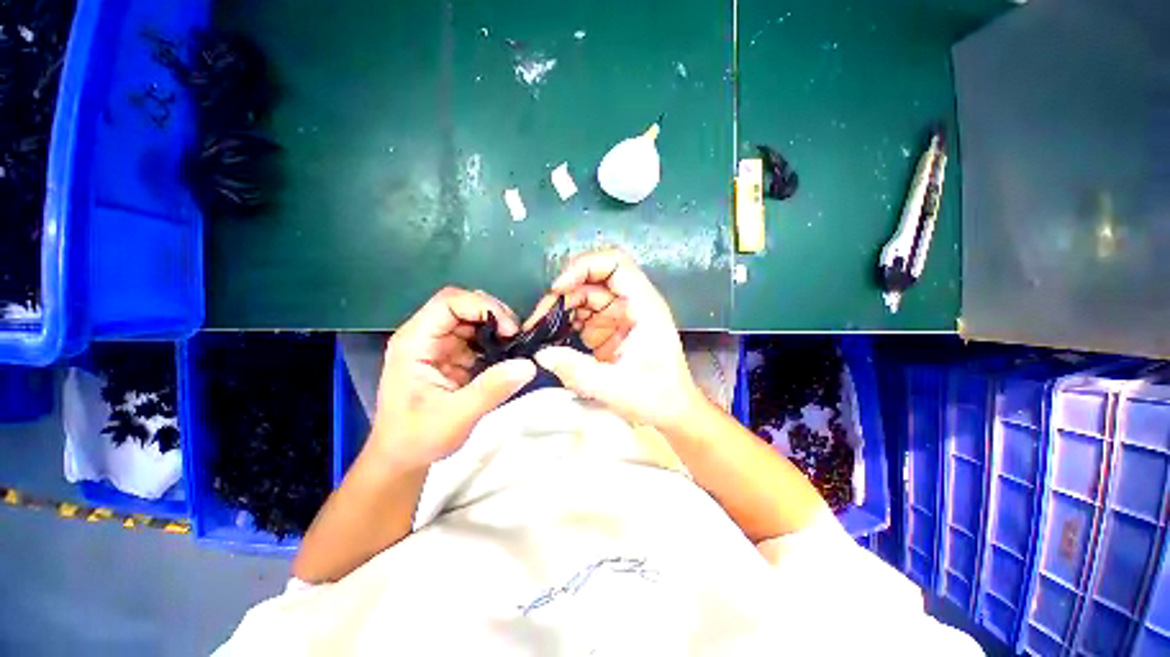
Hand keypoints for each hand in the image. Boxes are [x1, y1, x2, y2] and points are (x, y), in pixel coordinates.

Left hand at [371, 288, 536, 469]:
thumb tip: (528, 365)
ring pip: (473, 320)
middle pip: (463, 305)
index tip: (510, 330)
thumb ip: (491, 389)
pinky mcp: (451, 356)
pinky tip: (508, 356)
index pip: (448, 302)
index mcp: (415, 342)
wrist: (402, 458)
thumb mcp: (456, 417)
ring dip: (498, 328)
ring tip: (516, 346)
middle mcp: (425, 336)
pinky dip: (496, 343)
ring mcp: (438, 346)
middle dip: (495, 316)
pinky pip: (477, 338)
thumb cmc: (418, 438)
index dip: (483, 306)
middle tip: (518, 337)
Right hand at [533, 249, 702, 429]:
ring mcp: (619, 314)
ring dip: (561, 306)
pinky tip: (552, 335)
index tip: (559, 289)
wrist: (671, 410)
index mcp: (644, 307)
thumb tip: (541, 354)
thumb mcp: (616, 388)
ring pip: (585, 293)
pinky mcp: (609, 327)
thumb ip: (577, 371)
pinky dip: (565, 319)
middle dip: (564, 290)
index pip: (615, 263)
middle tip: (540, 316)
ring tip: (539, 327)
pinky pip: (583, 313)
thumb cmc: (656, 397)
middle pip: (594, 276)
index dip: (584, 267)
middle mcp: (632, 303)